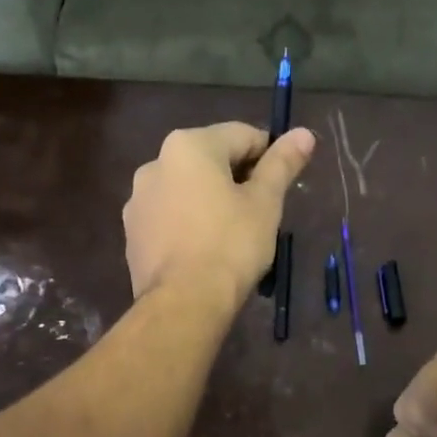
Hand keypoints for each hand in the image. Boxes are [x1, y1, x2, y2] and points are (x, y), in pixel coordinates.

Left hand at [123, 122, 314, 305]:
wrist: (183, 302)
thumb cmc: (231, 245)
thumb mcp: (265, 203)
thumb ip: (282, 164)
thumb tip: (303, 133)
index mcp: (189, 146)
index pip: (241, 135)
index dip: (269, 156)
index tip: (282, 183)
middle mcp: (155, 163)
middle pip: (209, 161)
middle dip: (236, 180)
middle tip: (260, 213)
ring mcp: (138, 200)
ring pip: (186, 190)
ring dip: (209, 201)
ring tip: (231, 235)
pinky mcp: (132, 233)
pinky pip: (169, 217)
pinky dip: (188, 224)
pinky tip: (203, 251)